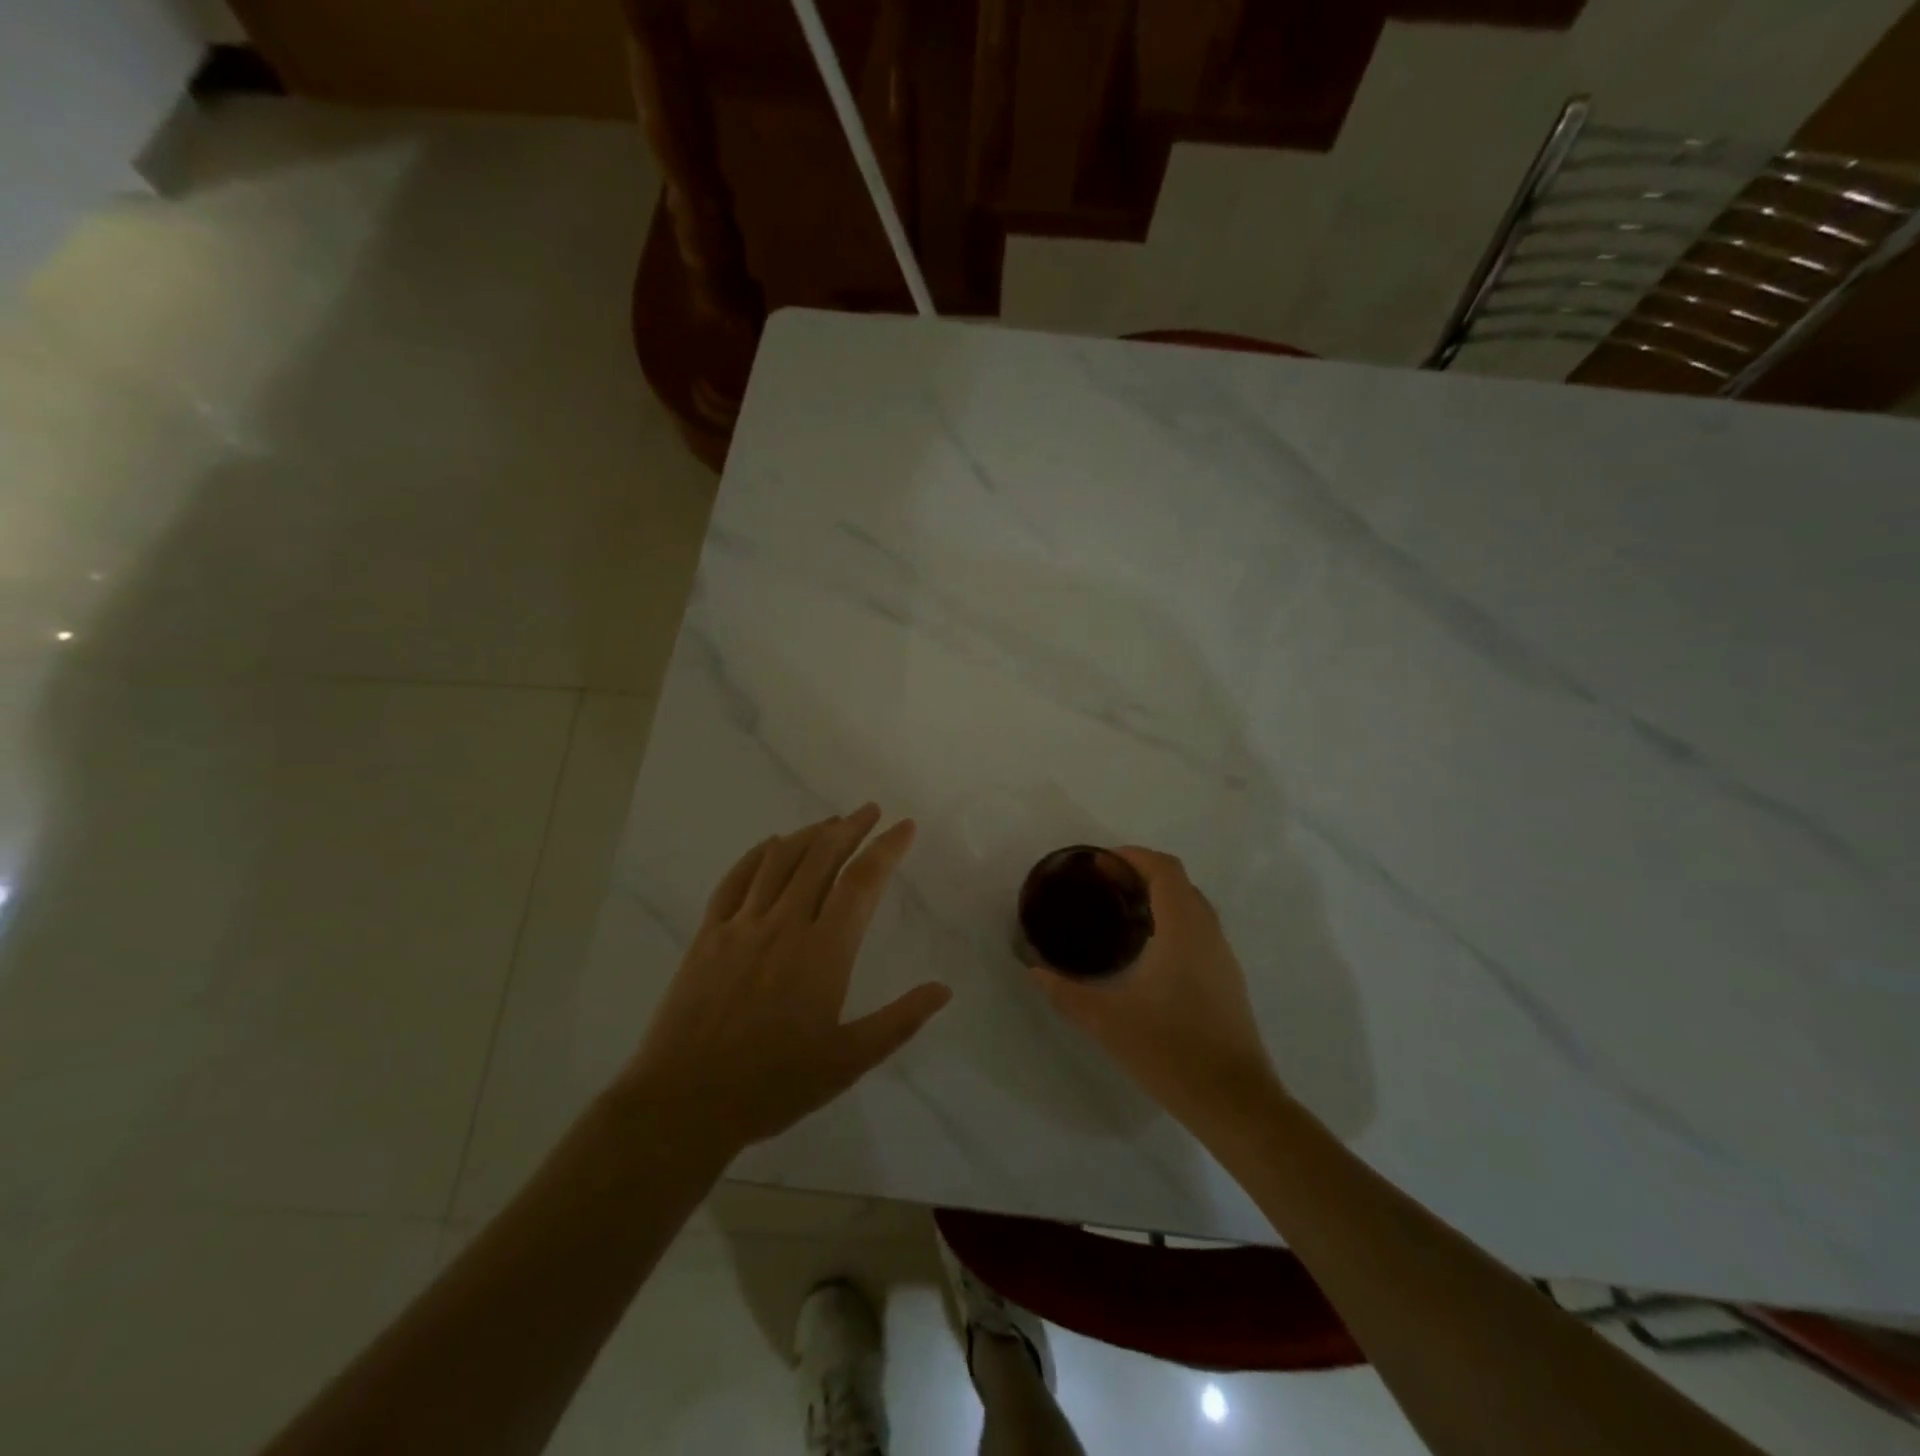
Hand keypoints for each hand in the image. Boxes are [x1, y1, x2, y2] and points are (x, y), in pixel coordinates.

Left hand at [620, 805, 950, 1155]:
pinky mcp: (709, 935)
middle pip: (822, 857)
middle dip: (851, 828)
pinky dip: (758, 854)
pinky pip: (736, 880)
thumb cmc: (774, 1084)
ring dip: (810, 834)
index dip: (887, 848)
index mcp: (824, 951)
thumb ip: (899, 1021)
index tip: (905, 826)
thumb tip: (943, 989)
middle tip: (870, 811)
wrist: (685, 1101)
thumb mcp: (848, 1062)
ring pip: (780, 860)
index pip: (862, 882)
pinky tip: (772, 845)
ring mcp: (742, 925)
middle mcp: (785, 924)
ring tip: (832, 821)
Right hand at [1032, 847, 1280, 1131]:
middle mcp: (1208, 933)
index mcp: (1182, 930)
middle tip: (1104, 884)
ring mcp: (1223, 957)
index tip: (1100, 862)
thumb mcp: (1107, 1021)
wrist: (1236, 1102)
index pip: (1165, 870)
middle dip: (1142, 873)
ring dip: (1160, 897)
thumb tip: (1033, 970)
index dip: (1133, 856)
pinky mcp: (1228, 980)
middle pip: (1179, 882)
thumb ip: (1065, 991)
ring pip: (1193, 907)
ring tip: (1120, 913)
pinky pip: (1200, 931)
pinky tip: (1146, 952)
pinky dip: (1173, 922)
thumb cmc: (1170, 1052)